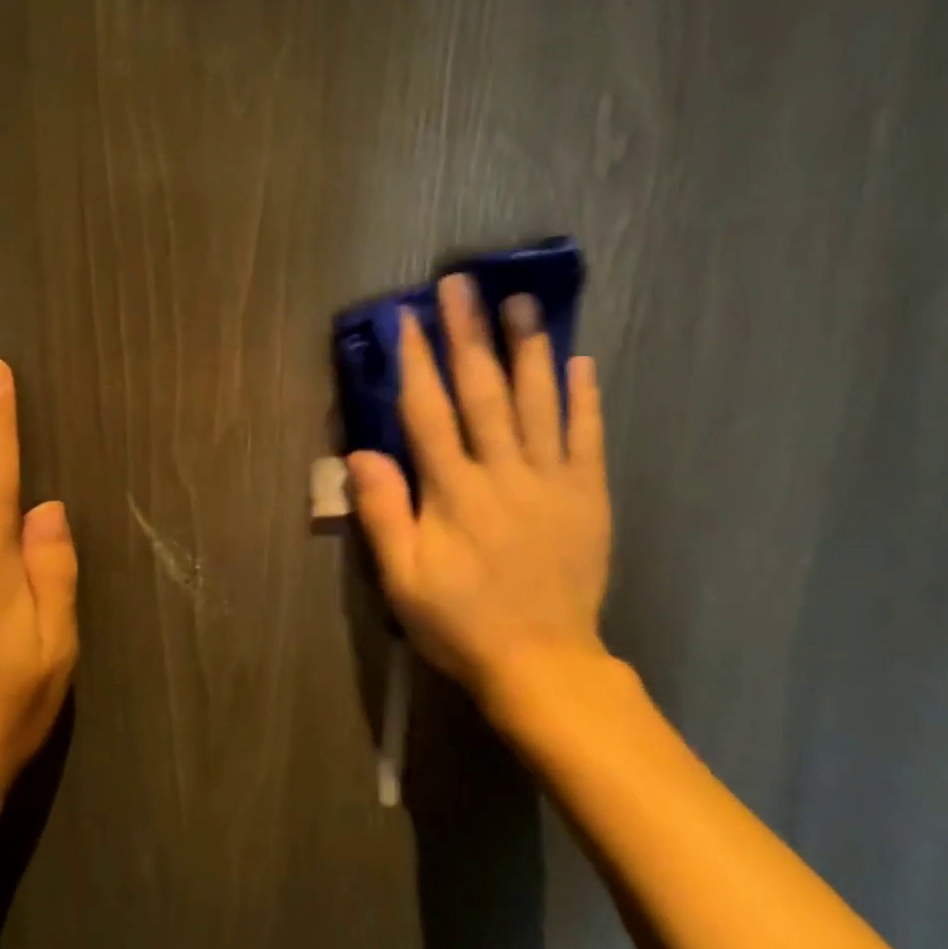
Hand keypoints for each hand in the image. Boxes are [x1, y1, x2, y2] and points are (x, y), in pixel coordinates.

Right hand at [347, 273, 614, 734]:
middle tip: (463, 284)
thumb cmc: (461, 623)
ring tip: (521, 301)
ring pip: (538, 403)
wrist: (542, 664)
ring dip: (527, 349)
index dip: (417, 362)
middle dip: (469, 335)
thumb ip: (383, 514)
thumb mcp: (404, 579)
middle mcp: (503, 474)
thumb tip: (360, 452)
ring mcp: (551, 482)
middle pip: (483, 393)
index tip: (409, 317)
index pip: (429, 413)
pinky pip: (587, 438)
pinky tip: (581, 360)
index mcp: (454, 493)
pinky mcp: (587, 496)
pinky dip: (584, 398)